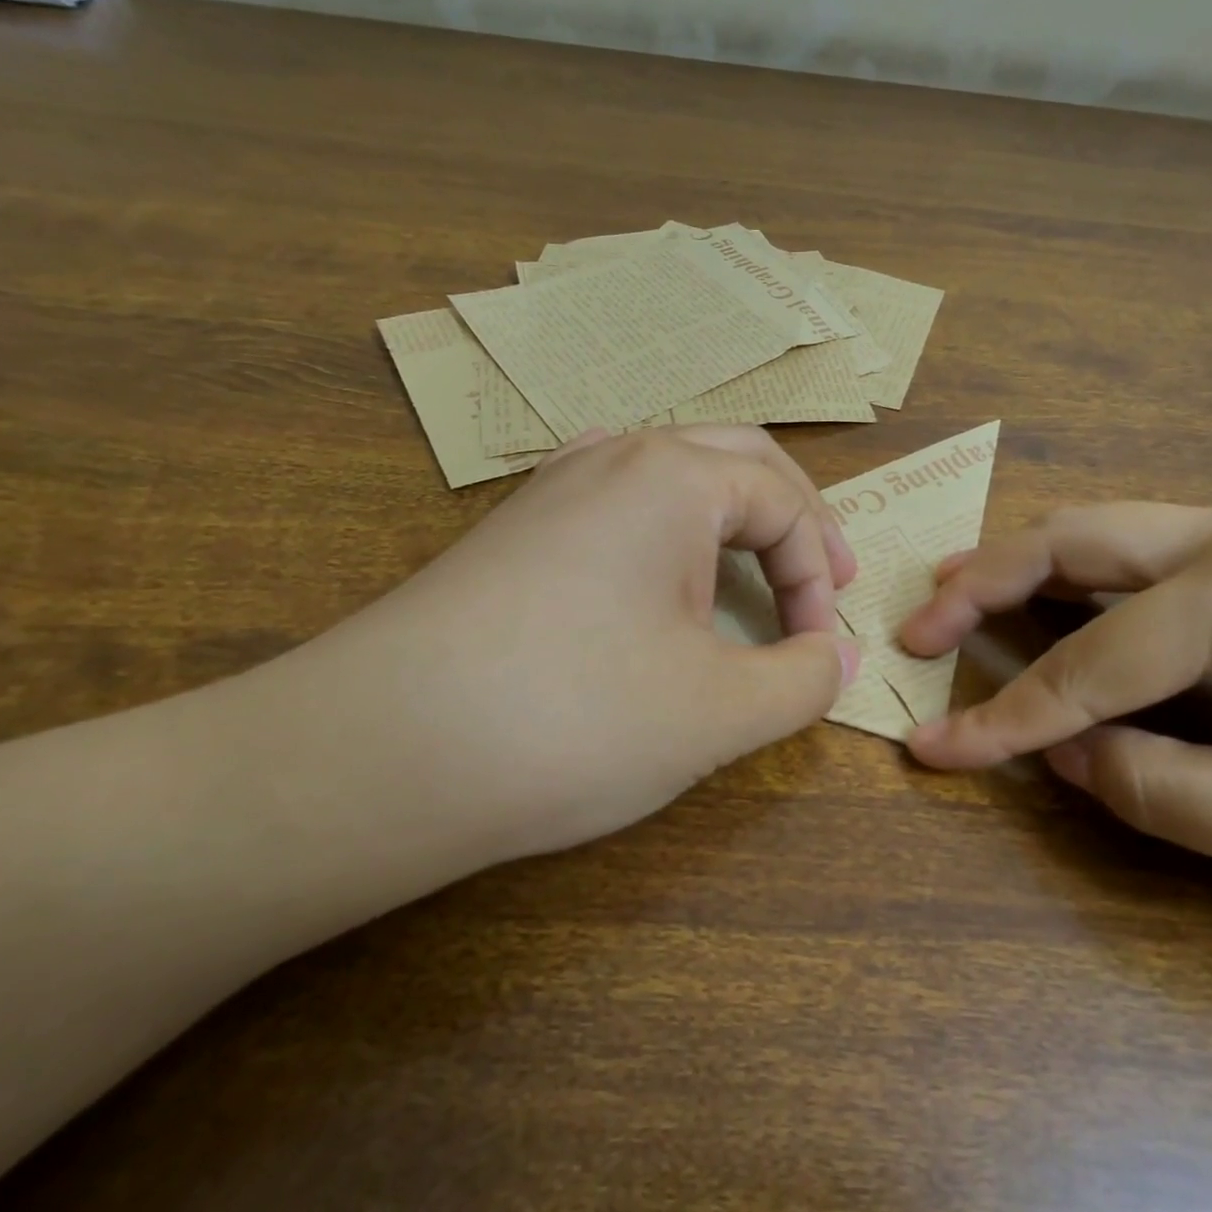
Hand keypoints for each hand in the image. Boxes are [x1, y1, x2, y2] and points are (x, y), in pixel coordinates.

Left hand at [244, 426, 860, 868]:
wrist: (373, 755)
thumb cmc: (572, 718)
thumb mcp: (718, 711)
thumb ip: (803, 680)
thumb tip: (838, 656)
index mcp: (674, 475)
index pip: (784, 505)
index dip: (818, 578)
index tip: (817, 652)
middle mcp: (614, 456)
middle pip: (738, 461)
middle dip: (794, 519)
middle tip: (823, 579)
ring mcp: (555, 486)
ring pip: (674, 473)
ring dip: (730, 516)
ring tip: (751, 569)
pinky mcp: (516, 529)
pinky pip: (618, 500)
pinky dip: (667, 526)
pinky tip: (658, 561)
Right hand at [900, 502, 1211, 951]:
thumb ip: (1162, 790)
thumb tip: (1064, 753)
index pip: (1091, 662)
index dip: (1004, 717)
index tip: (931, 750)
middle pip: (1075, 541)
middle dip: (982, 584)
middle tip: (918, 628)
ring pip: (1106, 533)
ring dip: (1025, 566)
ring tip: (960, 598)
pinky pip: (1148, 552)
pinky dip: (1081, 575)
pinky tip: (1058, 601)